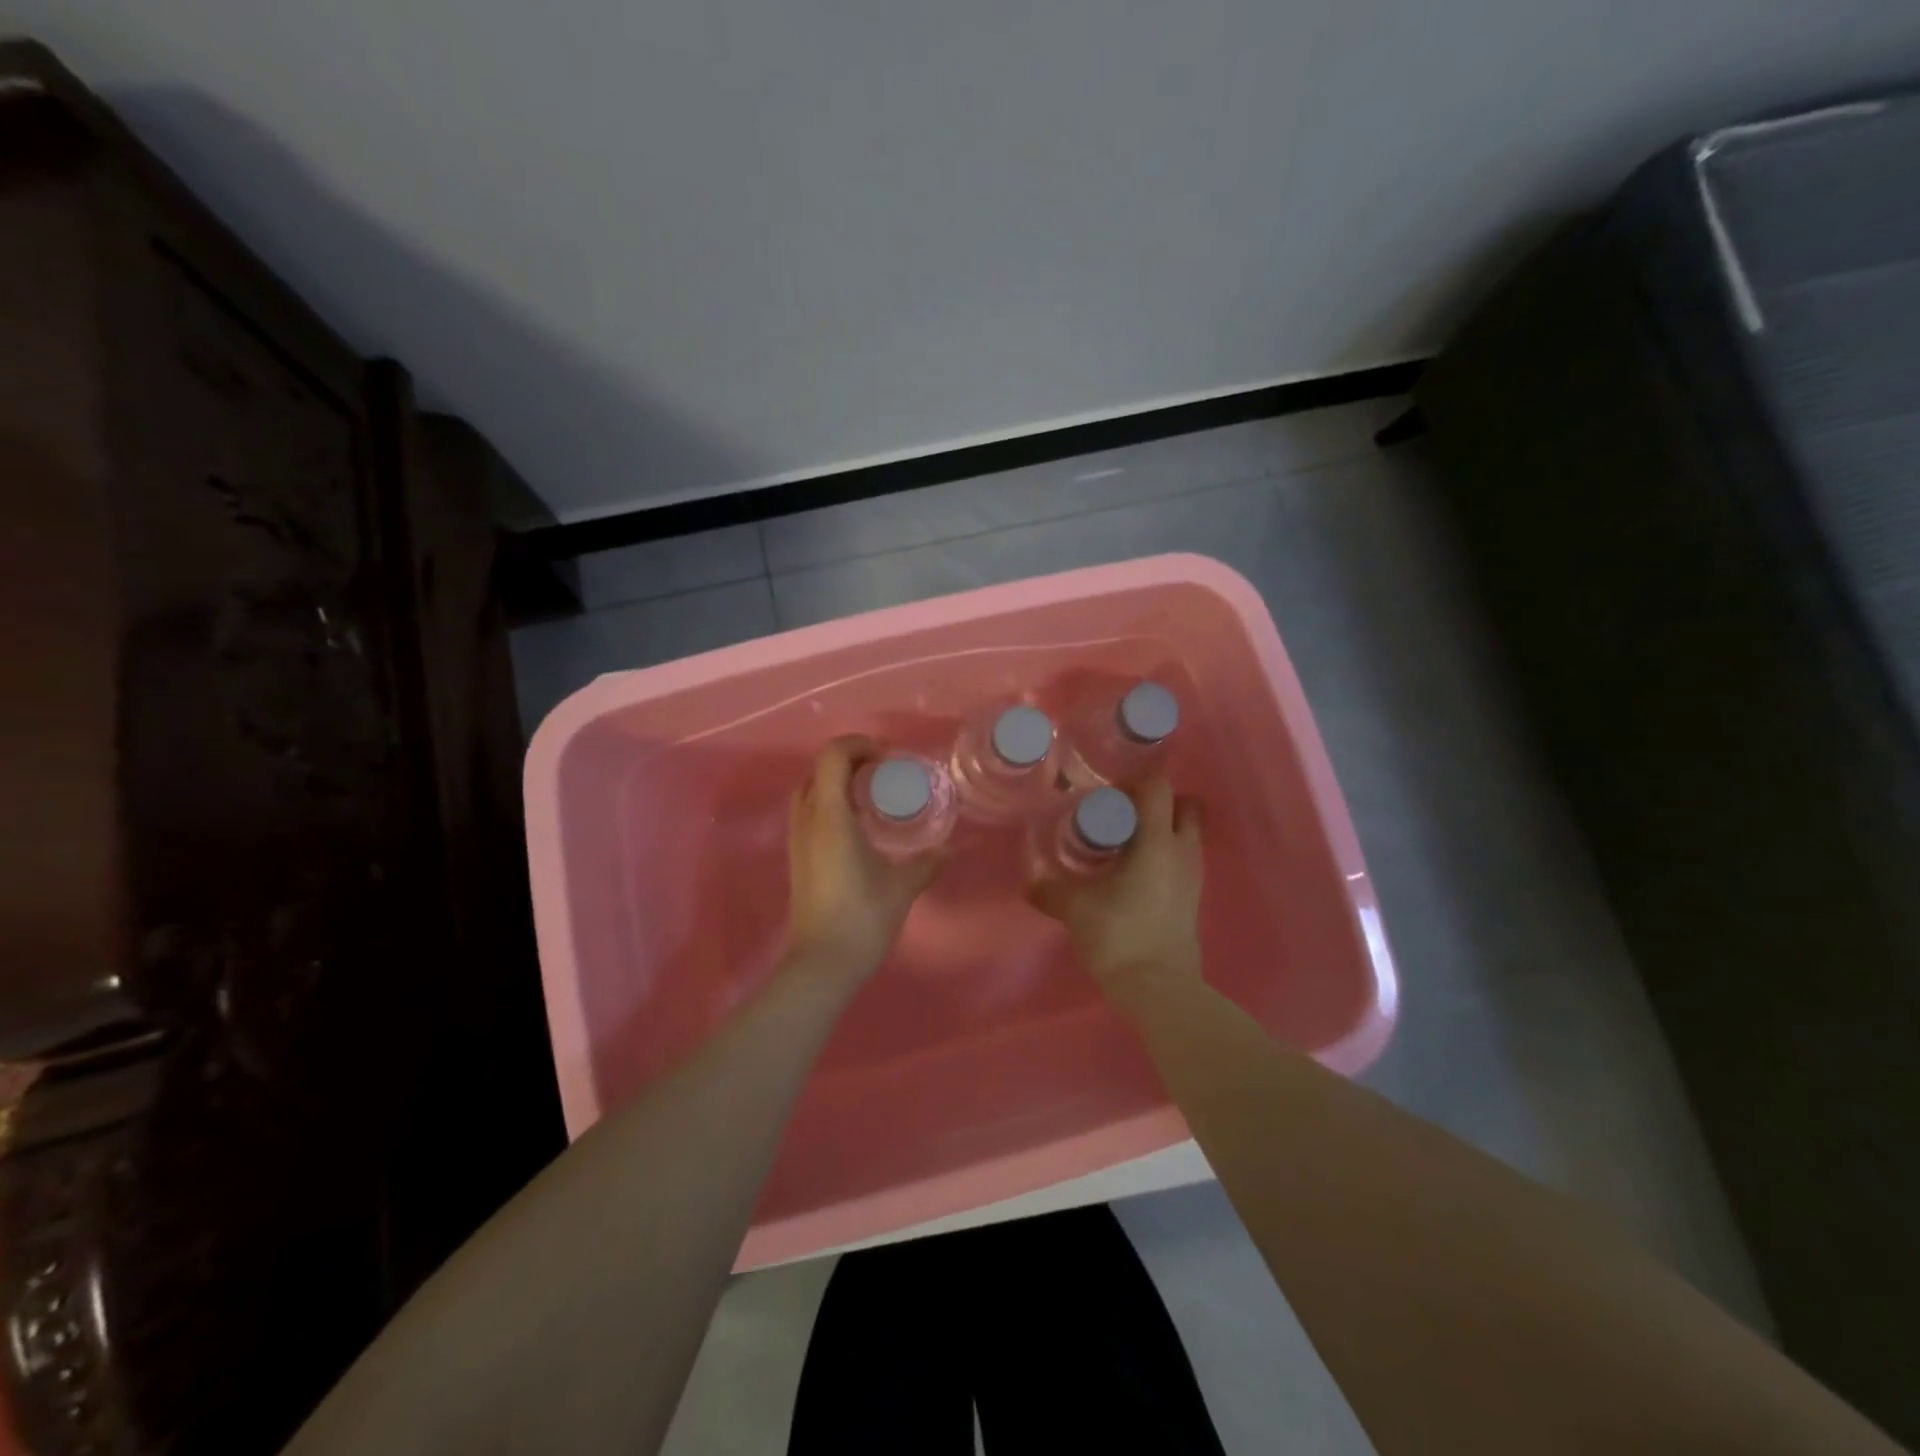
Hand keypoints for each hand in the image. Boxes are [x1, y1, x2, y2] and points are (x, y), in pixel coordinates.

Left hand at [782, 736, 946, 983]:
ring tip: (871, 798)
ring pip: (810, 791)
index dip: (858, 745)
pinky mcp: (797, 858)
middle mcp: (808, 820)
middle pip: (819, 769)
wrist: (822, 963)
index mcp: (830, 816)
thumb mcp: (902, 887)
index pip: (832, 756)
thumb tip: (951, 849)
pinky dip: (830, 804)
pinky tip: (858, 827)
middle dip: (849, 762)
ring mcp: (797, 839)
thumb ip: (927, 863)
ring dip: (837, 783)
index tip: (887, 759)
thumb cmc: (863, 917)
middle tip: (882, 775)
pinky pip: (809, 813)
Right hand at [1028, 777, 1203, 1005]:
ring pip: (1188, 834)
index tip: (1109, 792)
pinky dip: (1166, 855)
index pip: (1159, 787)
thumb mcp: (1076, 909)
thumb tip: (1029, 884)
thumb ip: (1051, 891)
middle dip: (1157, 803)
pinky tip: (1135, 874)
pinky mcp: (1194, 898)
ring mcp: (1194, 875)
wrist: (1158, 988)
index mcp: (1157, 841)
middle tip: (1123, 814)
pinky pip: (1184, 860)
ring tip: (1126, 844)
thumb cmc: (1119, 935)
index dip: (1136, 781)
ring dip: (1163, 829)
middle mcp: (1182, 850)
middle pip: (1184, 805)